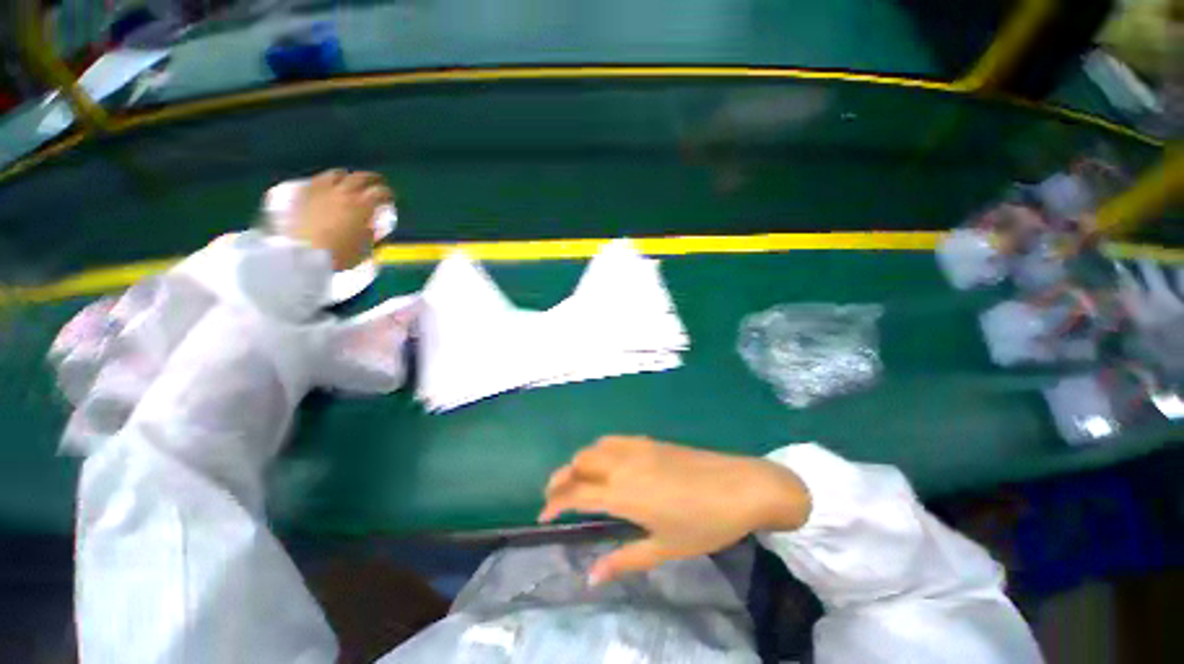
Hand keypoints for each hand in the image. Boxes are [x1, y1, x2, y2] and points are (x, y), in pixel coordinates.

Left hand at [286, 169, 392, 270]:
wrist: (304, 254)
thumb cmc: (341, 255)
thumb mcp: (367, 247)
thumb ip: (373, 231)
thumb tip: (376, 223)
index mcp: (362, 205)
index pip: (380, 192)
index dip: (388, 193)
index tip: (391, 197)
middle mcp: (343, 192)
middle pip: (360, 177)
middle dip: (371, 178)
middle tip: (376, 182)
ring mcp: (321, 191)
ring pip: (337, 174)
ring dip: (347, 176)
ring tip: (349, 180)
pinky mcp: (303, 194)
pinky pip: (316, 180)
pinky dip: (325, 181)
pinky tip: (326, 186)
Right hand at [540, 436, 810, 584]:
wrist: (740, 486)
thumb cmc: (704, 523)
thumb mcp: (665, 548)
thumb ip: (625, 560)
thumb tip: (591, 576)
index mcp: (623, 493)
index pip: (576, 493)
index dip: (555, 502)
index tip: (543, 514)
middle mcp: (623, 464)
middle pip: (579, 461)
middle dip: (561, 477)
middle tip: (555, 495)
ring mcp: (637, 448)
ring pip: (595, 446)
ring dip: (579, 461)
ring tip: (576, 478)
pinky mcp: (650, 441)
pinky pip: (614, 440)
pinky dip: (599, 449)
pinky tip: (606, 461)